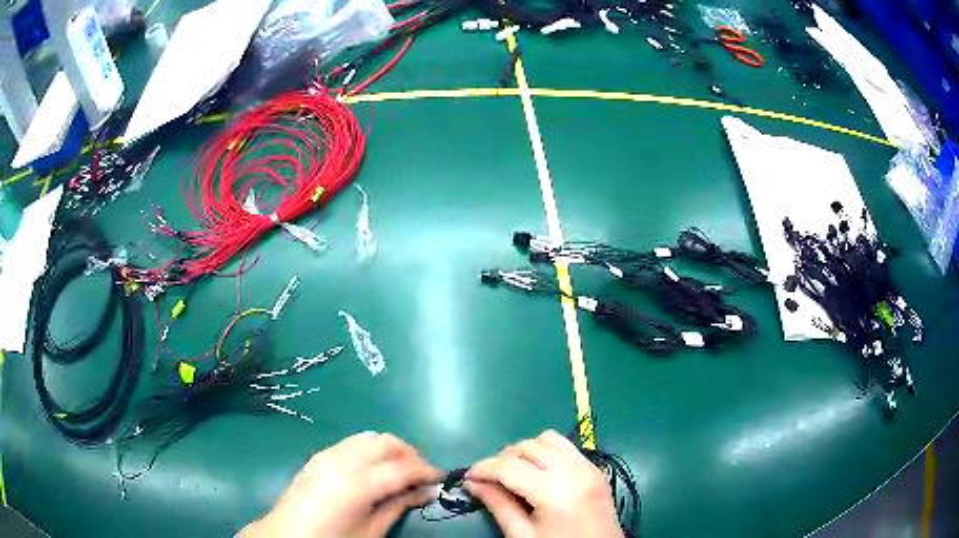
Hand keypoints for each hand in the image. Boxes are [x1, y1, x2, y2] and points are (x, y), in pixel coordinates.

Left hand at [240, 432, 441, 537]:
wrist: (287, 536)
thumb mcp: (371, 531)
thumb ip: (398, 506)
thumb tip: (427, 491)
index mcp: (356, 484)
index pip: (402, 467)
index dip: (426, 470)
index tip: (440, 478)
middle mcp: (342, 461)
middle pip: (386, 442)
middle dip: (410, 454)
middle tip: (421, 475)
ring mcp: (327, 455)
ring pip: (369, 436)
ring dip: (390, 448)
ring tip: (400, 470)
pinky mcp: (318, 455)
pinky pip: (352, 442)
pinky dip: (370, 448)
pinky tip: (374, 468)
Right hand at [466, 430, 623, 537]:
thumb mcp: (523, 536)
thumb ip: (498, 506)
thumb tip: (473, 483)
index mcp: (555, 492)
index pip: (509, 467)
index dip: (483, 468)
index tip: (468, 477)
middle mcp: (574, 471)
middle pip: (528, 447)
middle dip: (503, 458)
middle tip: (489, 478)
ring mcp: (590, 468)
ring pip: (549, 439)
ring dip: (526, 451)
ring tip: (514, 472)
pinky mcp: (597, 470)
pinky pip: (567, 447)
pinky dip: (547, 452)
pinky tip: (539, 473)